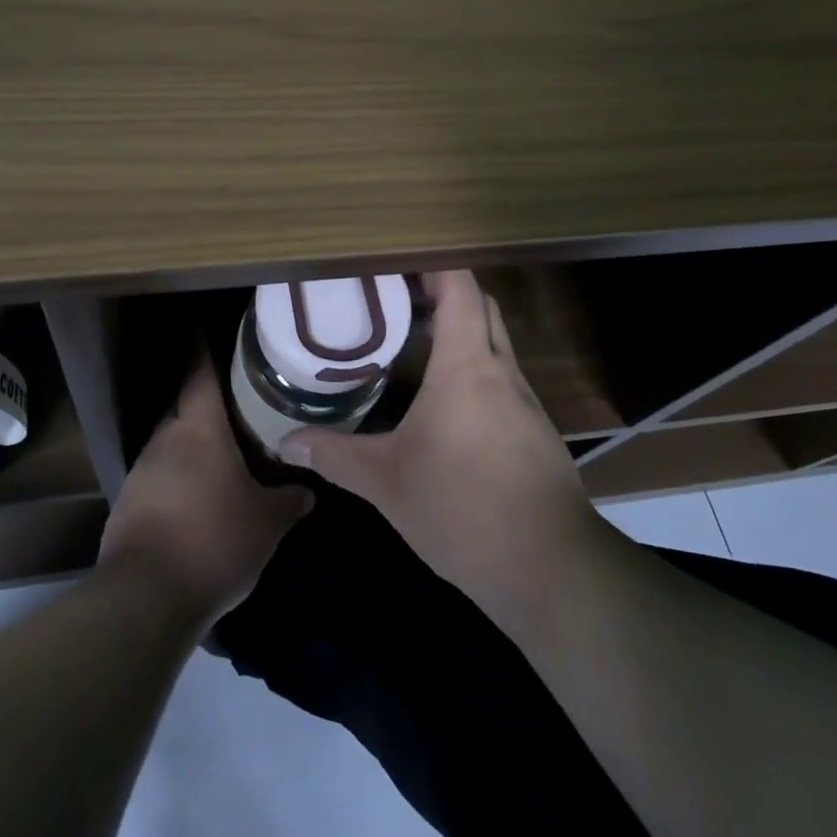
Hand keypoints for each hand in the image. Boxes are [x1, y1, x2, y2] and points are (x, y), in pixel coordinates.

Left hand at [99, 358, 312, 627]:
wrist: (146, 596)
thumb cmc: (214, 540)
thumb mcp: (266, 523)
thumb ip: (288, 501)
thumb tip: (308, 491)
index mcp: (199, 429)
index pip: (200, 373)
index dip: (204, 346)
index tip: (207, 326)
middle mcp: (165, 438)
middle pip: (186, 407)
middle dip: (208, 405)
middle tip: (238, 406)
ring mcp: (141, 470)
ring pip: (171, 443)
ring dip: (193, 446)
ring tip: (222, 456)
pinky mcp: (127, 502)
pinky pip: (158, 475)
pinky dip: (177, 478)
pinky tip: (196, 499)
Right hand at [277, 271, 595, 615]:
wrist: (551, 570)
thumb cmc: (463, 509)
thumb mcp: (386, 482)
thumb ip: (335, 455)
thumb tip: (285, 444)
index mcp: (468, 366)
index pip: (461, 287)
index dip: (432, 266)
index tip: (394, 266)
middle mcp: (502, 371)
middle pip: (480, 306)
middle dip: (443, 293)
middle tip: (396, 301)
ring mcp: (526, 402)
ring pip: (494, 344)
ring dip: (460, 334)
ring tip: (412, 347)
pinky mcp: (535, 432)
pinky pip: (502, 380)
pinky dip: (474, 371)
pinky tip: (445, 406)